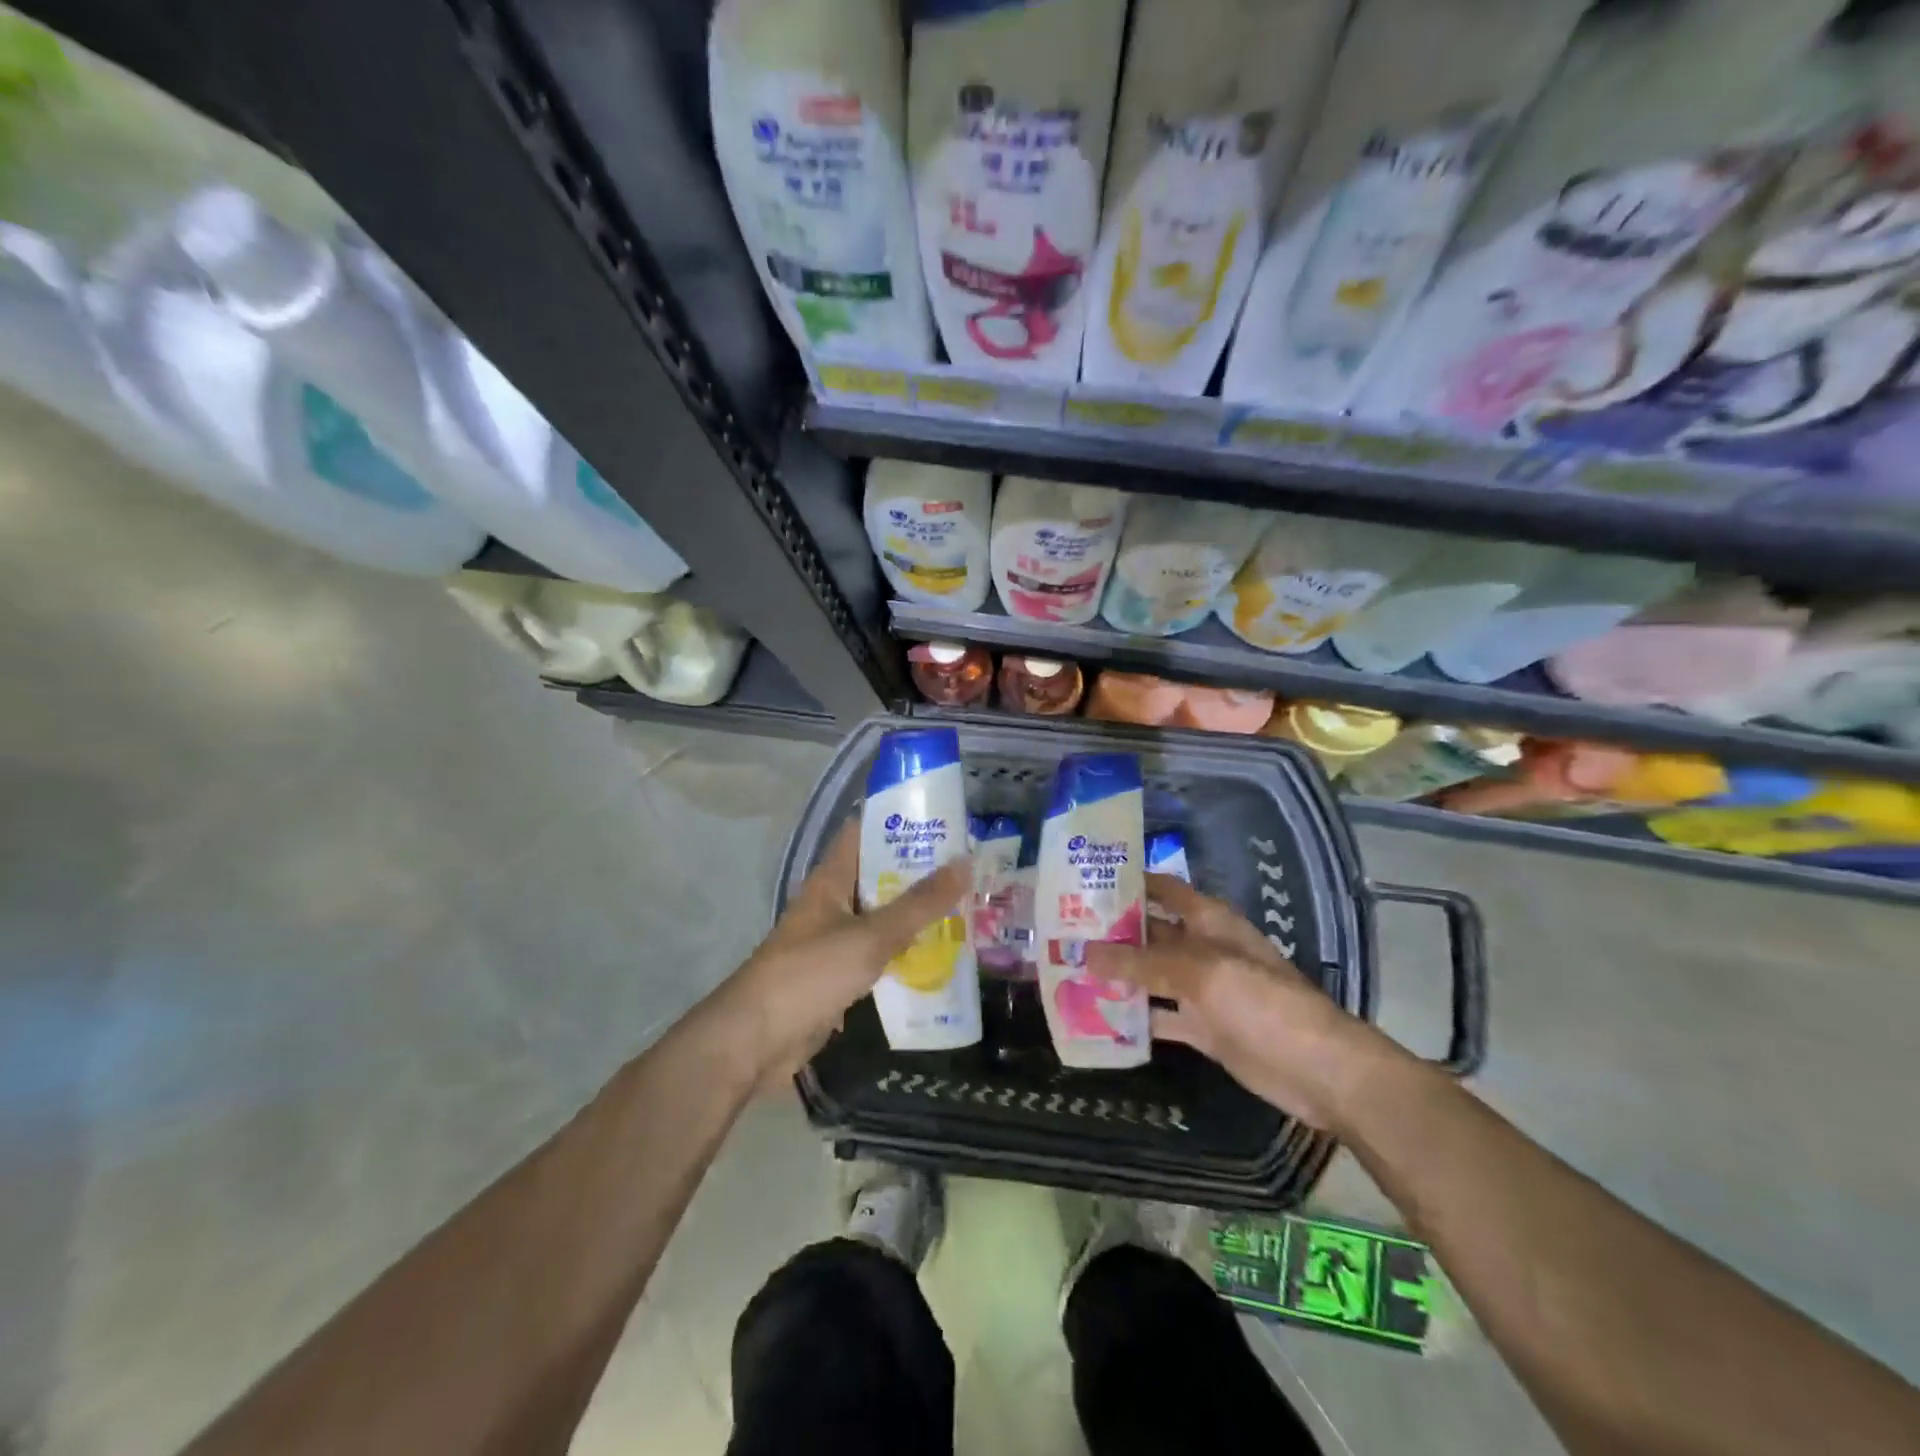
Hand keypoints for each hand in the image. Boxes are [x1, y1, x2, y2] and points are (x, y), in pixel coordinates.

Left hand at [720, 821, 971, 1085]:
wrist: (757, 1039)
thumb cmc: (810, 973)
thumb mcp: (871, 935)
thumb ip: (919, 904)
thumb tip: (965, 862)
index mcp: (832, 879)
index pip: (865, 832)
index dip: (899, 821)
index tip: (942, 820)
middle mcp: (832, 902)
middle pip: (879, 874)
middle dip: (919, 870)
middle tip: (968, 866)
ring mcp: (833, 939)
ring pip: (882, 916)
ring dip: (916, 913)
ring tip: (965, 904)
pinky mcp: (838, 973)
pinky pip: (878, 952)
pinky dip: (905, 949)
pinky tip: (939, 953)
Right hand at [1086, 873, 1400, 1129]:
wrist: (1319, 1069)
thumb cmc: (1263, 1002)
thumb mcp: (1200, 973)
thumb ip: (1142, 963)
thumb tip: (1085, 954)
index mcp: (1208, 921)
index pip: (1162, 889)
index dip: (1128, 882)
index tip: (1083, 882)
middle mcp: (1201, 948)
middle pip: (1150, 933)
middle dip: (1111, 932)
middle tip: (1060, 933)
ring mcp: (1202, 990)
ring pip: (1150, 976)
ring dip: (1117, 975)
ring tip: (1068, 971)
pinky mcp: (1202, 1027)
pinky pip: (1161, 1015)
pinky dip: (1134, 1017)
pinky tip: (1098, 1017)